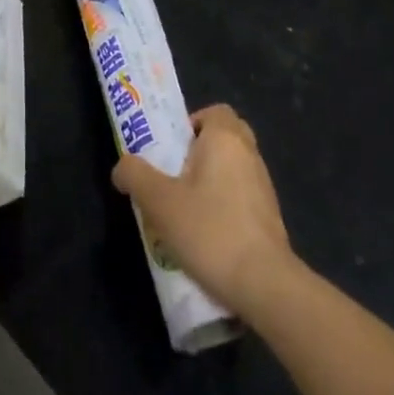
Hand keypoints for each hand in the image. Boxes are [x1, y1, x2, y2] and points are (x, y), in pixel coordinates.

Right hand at [111, 104, 293, 318]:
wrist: (265, 284)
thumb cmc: (210, 230)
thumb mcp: (159, 202)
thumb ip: (136, 176)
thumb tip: (122, 167)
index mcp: (225, 138)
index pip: (214, 111)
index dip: (190, 123)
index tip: (171, 149)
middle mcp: (249, 154)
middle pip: (225, 137)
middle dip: (199, 151)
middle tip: (174, 175)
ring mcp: (264, 186)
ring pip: (234, 168)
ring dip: (212, 181)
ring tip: (184, 210)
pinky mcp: (270, 217)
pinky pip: (243, 196)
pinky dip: (225, 205)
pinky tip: (207, 234)